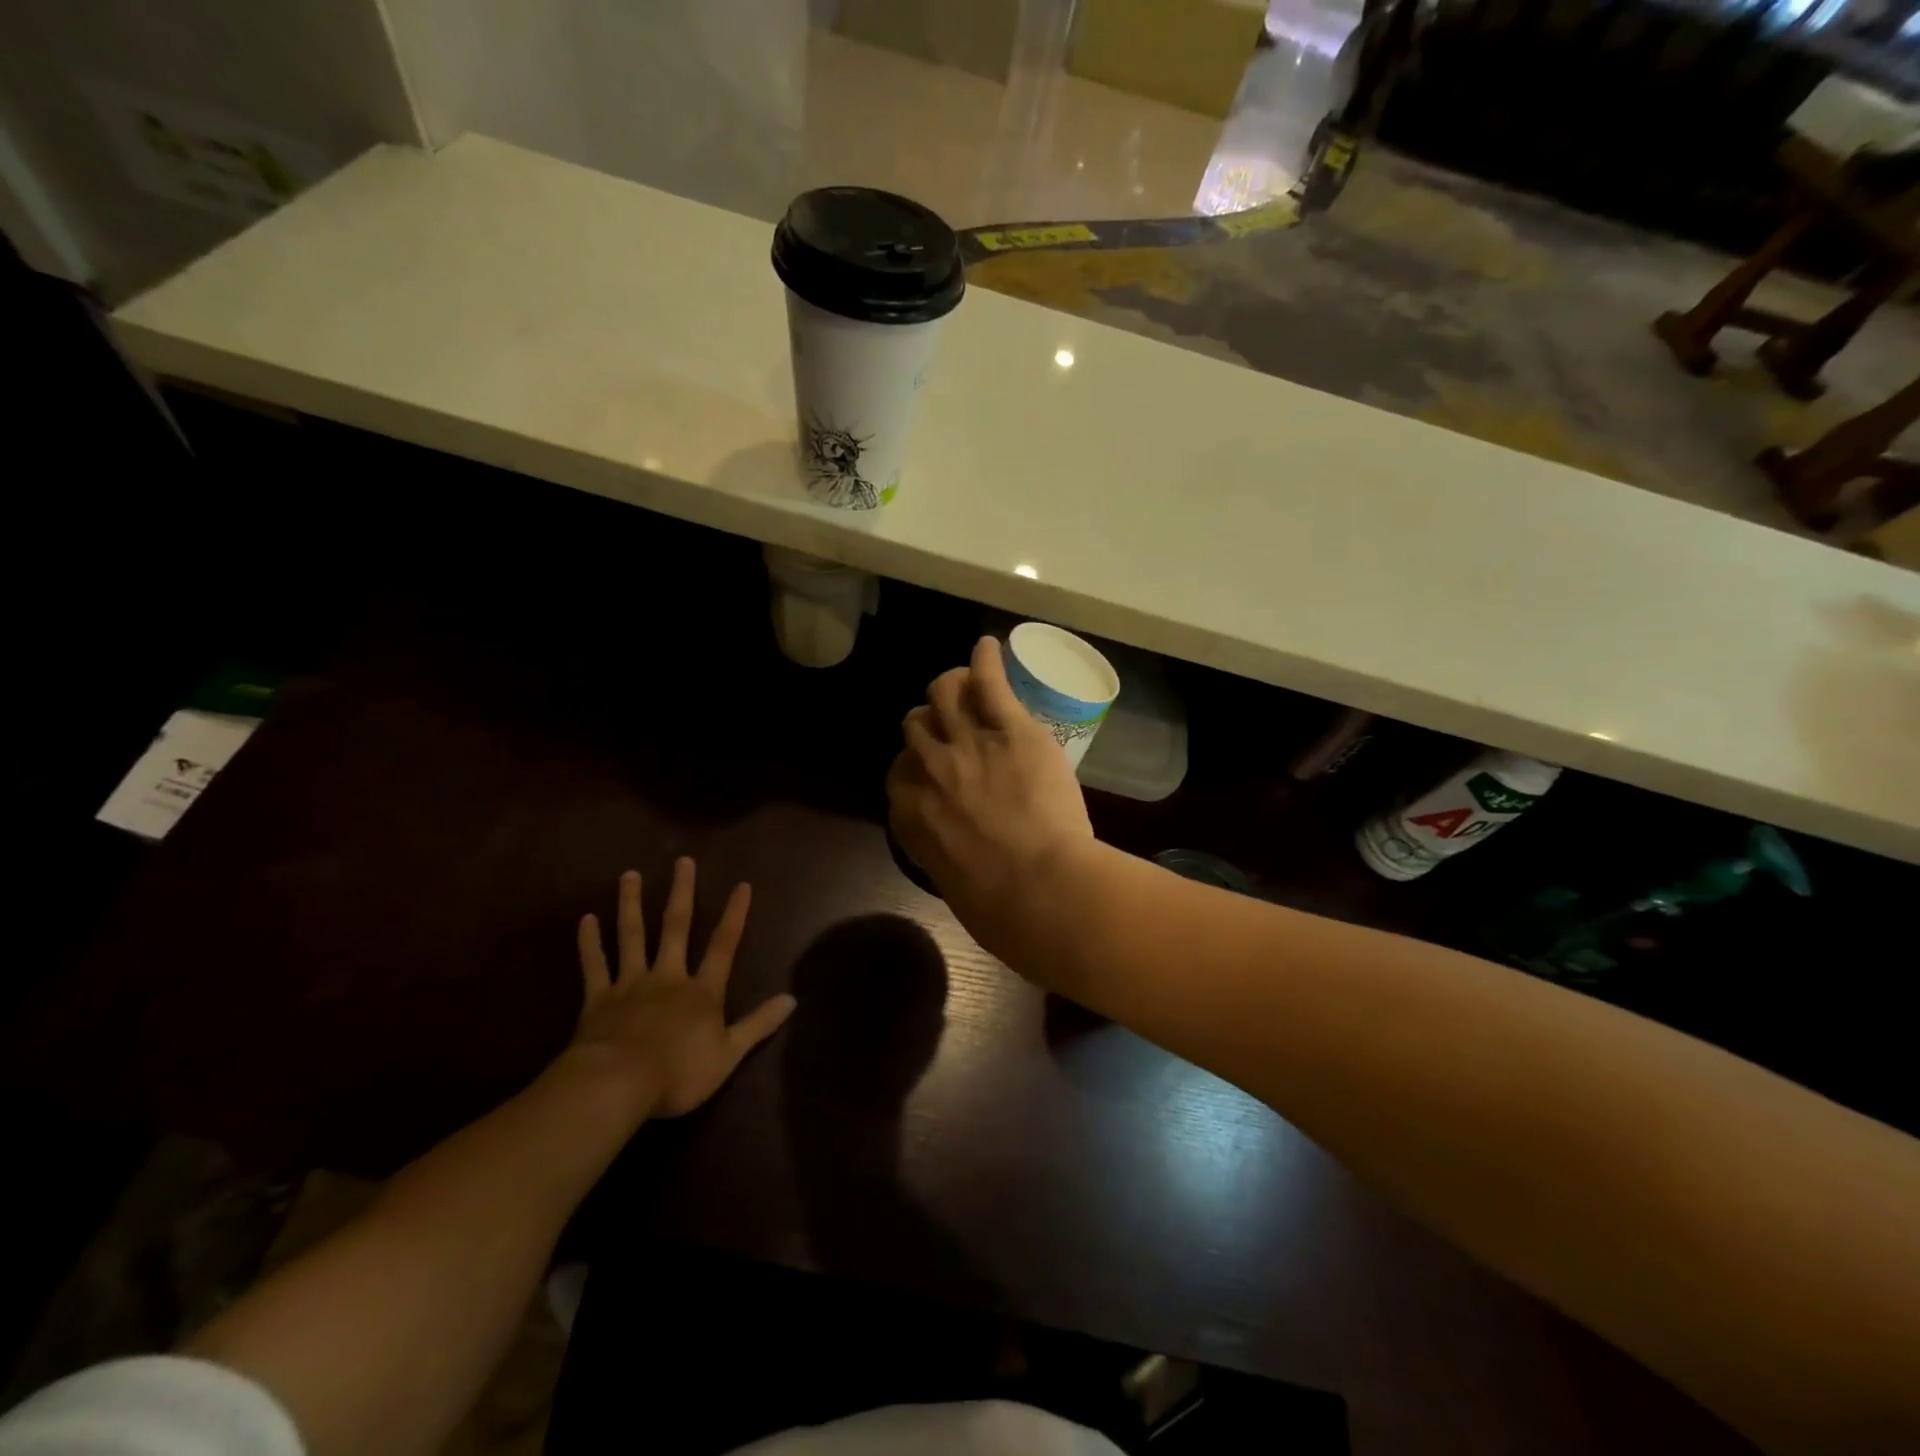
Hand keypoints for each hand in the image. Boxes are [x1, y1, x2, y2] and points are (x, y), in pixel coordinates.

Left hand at [570, 860, 796, 1117]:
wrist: (617, 1085)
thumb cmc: (678, 1073)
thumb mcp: (729, 1054)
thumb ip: (759, 1024)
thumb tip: (792, 999)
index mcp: (702, 991)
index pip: (724, 945)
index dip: (735, 915)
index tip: (741, 885)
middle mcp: (668, 977)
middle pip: (676, 927)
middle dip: (682, 893)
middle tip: (682, 861)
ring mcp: (631, 984)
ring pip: (633, 936)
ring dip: (632, 905)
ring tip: (630, 875)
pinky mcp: (598, 999)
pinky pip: (594, 965)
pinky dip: (590, 943)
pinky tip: (586, 920)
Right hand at [886, 636, 1095, 956]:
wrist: (1039, 890)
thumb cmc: (999, 909)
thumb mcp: (953, 883)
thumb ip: (943, 852)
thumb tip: (954, 848)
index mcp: (910, 811)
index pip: (897, 771)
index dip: (914, 766)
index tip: (930, 771)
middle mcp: (929, 768)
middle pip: (915, 725)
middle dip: (931, 725)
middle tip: (952, 726)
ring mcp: (967, 743)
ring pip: (943, 692)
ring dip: (952, 687)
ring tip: (969, 684)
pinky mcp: (1009, 728)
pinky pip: (989, 682)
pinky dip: (987, 660)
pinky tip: (989, 647)